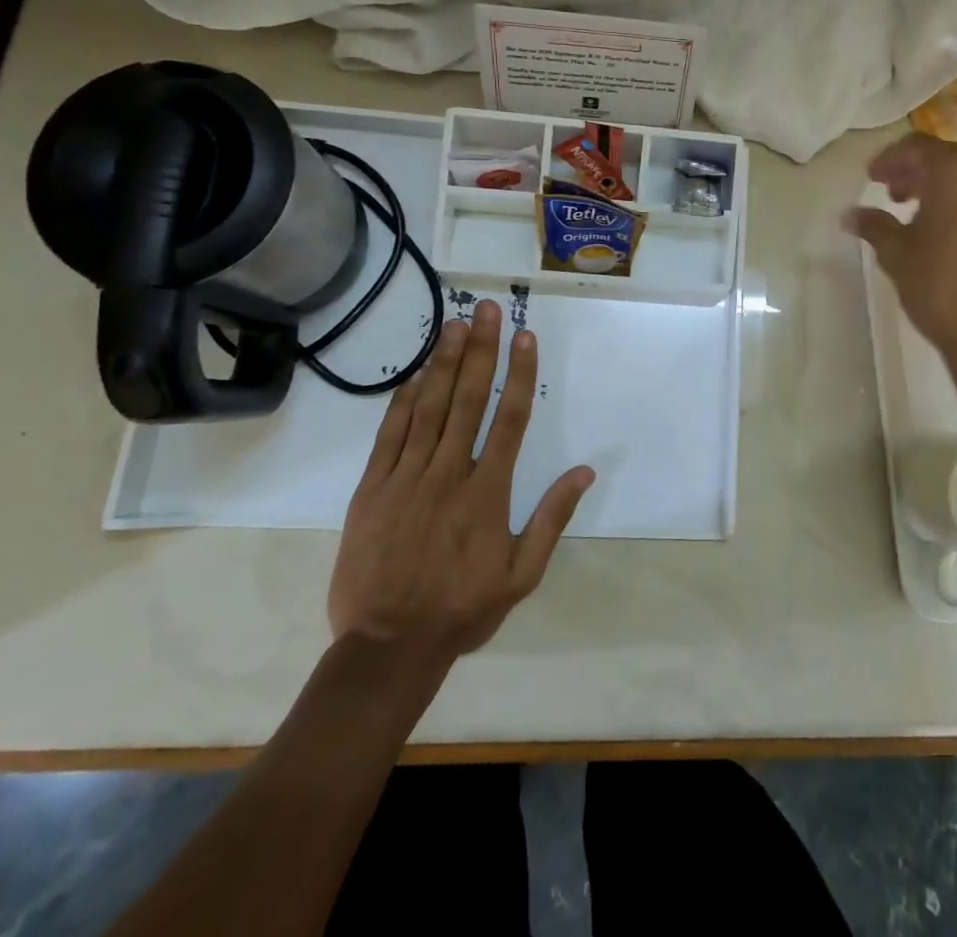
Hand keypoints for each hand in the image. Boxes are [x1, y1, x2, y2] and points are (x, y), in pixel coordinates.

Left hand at [328, 301, 593, 667]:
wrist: (387, 648)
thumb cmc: (462, 610)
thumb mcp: (521, 575)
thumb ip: (552, 519)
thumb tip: (585, 470)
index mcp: (488, 492)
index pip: (510, 419)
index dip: (520, 374)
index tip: (525, 337)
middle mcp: (449, 474)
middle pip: (468, 400)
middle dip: (480, 350)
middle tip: (486, 308)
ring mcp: (406, 479)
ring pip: (428, 409)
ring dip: (442, 363)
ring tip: (454, 325)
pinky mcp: (371, 491)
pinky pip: (390, 437)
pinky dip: (402, 403)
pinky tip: (414, 375)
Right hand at [844, 133, 956, 371]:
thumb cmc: (940, 289)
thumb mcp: (897, 254)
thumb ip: (874, 225)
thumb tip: (850, 215)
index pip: (919, 147)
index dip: (891, 159)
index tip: (872, 177)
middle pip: (950, 161)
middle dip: (918, 173)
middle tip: (893, 194)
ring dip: (946, 191)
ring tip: (922, 218)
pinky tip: (956, 240)